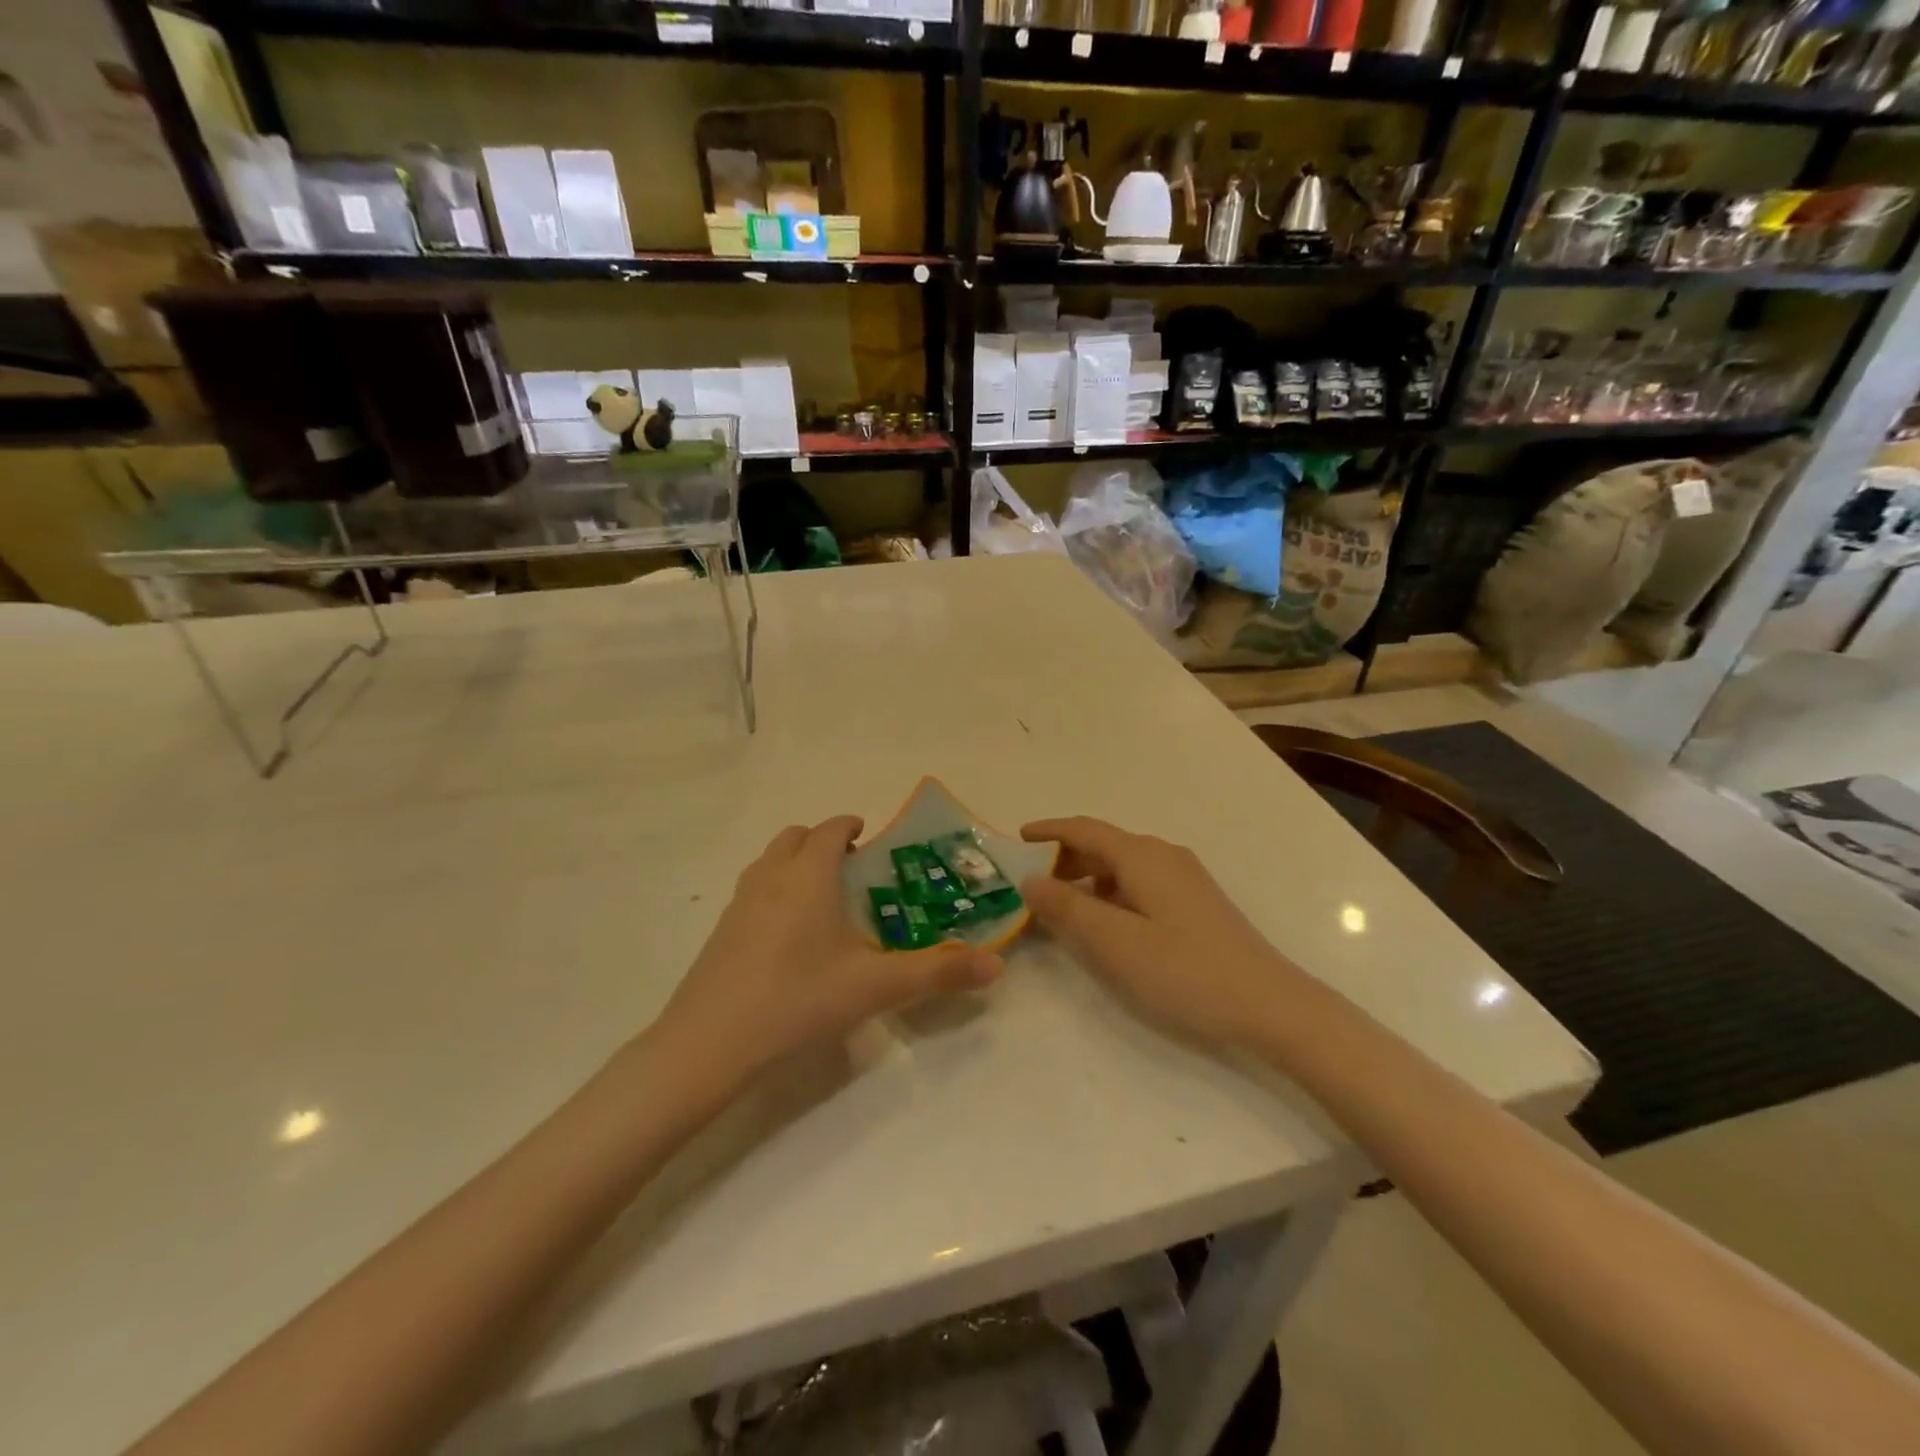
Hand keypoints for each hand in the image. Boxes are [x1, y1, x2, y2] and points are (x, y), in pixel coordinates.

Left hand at [657, 817, 1003, 1090]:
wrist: (706, 1046)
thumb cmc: (796, 1001)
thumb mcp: (874, 988)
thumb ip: (937, 973)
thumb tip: (996, 964)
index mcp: (808, 876)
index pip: (830, 829)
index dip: (851, 825)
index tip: (870, 837)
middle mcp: (771, 878)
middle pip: (795, 837)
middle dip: (822, 841)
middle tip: (852, 868)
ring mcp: (739, 904)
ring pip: (769, 862)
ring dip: (795, 863)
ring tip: (821, 898)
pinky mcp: (720, 933)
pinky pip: (752, 891)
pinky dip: (774, 892)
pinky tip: (788, 937)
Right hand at [1020, 817, 1304, 1051]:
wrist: (1270, 1005)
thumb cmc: (1185, 971)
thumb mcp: (1115, 943)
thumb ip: (1068, 908)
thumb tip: (1030, 880)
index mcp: (1143, 856)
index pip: (1085, 829)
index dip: (1049, 831)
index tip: (1016, 839)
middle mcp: (1164, 856)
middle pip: (1103, 845)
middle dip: (1063, 859)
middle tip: (1028, 884)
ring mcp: (1184, 879)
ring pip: (1122, 867)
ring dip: (1087, 879)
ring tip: (1059, 907)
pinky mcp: (1195, 903)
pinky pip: (1140, 884)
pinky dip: (1110, 894)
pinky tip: (1104, 924)